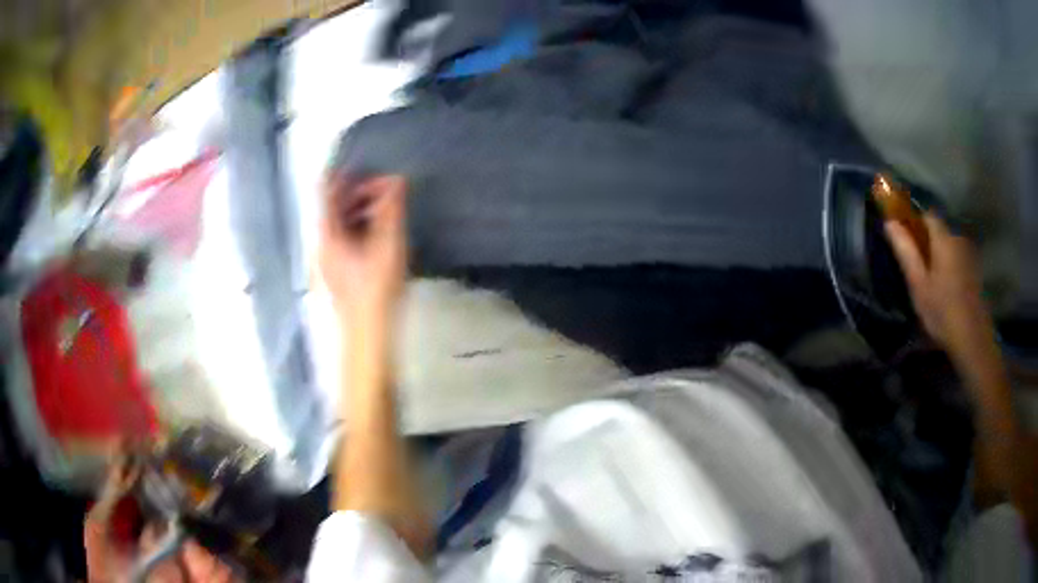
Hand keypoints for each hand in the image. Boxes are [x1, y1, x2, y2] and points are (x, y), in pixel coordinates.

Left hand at [319, 173, 407, 324]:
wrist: (368, 334)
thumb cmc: (375, 289)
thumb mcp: (387, 244)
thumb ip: (391, 209)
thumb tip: (396, 179)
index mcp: (328, 234)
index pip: (326, 192)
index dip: (342, 173)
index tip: (364, 163)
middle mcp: (322, 243)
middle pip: (333, 206)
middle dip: (358, 192)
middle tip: (387, 187)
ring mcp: (328, 259)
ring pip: (340, 223)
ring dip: (361, 209)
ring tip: (387, 207)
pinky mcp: (337, 271)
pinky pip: (344, 238)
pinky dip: (360, 226)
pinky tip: (380, 232)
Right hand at [884, 212, 994, 361]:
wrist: (973, 341)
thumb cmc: (942, 312)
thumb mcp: (918, 285)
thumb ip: (905, 251)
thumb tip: (889, 222)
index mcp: (944, 238)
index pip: (927, 215)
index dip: (915, 222)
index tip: (905, 239)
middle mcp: (958, 239)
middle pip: (939, 232)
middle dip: (928, 243)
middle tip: (917, 269)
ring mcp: (969, 256)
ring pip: (949, 247)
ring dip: (940, 258)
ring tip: (932, 284)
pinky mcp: (975, 273)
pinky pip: (958, 261)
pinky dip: (950, 269)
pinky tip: (946, 292)